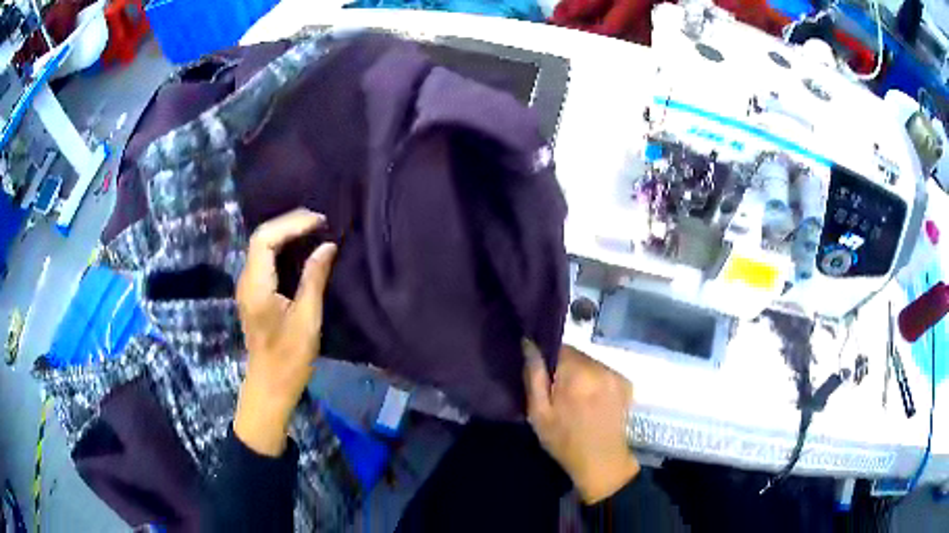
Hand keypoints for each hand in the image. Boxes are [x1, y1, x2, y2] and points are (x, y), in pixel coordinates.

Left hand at [234, 209, 336, 456]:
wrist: (270, 385)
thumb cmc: (290, 358)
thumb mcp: (307, 318)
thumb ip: (314, 278)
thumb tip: (328, 246)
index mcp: (256, 286)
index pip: (264, 239)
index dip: (291, 224)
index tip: (319, 222)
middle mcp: (246, 280)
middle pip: (260, 237)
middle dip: (289, 223)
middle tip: (319, 221)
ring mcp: (247, 286)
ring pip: (261, 245)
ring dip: (286, 232)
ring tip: (314, 228)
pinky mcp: (253, 292)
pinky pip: (265, 258)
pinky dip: (282, 246)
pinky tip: (301, 247)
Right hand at [523, 342, 639, 503]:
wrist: (602, 462)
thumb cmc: (564, 441)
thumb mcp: (539, 413)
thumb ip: (534, 376)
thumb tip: (529, 344)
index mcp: (577, 375)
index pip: (559, 347)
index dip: (547, 358)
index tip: (542, 376)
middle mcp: (600, 368)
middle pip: (576, 354)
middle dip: (564, 367)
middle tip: (556, 391)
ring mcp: (616, 375)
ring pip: (590, 362)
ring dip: (580, 373)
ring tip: (575, 397)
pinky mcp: (626, 383)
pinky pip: (603, 371)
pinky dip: (594, 380)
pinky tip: (591, 400)